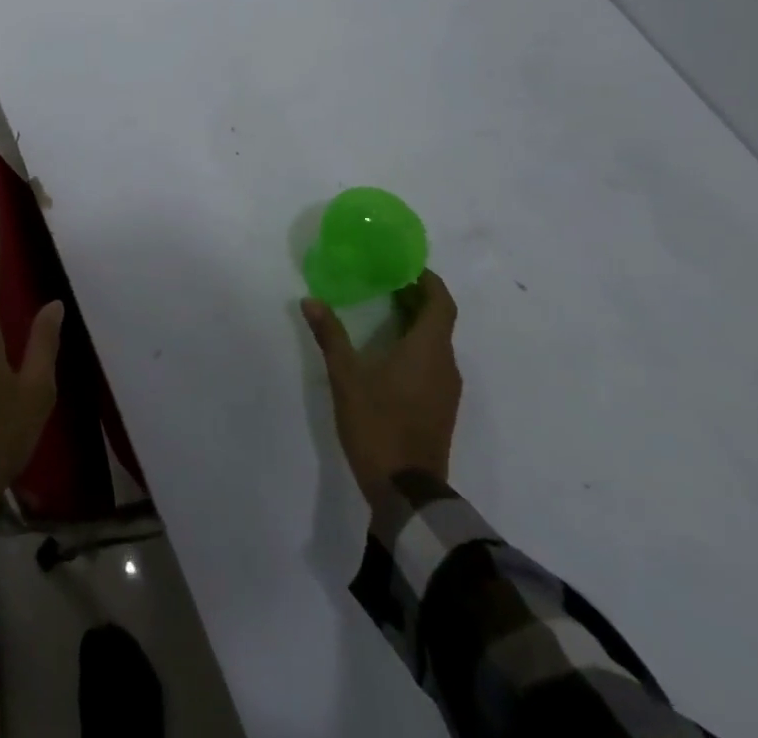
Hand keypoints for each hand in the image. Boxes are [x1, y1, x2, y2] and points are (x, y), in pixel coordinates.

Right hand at [302, 271, 462, 496]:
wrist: (407, 491)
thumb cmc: (378, 424)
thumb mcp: (346, 376)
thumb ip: (330, 335)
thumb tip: (311, 300)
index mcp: (429, 350)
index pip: (441, 302)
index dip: (427, 280)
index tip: (403, 265)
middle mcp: (445, 365)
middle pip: (439, 320)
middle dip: (415, 297)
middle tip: (383, 280)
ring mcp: (445, 389)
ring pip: (436, 342)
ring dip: (415, 321)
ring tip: (381, 308)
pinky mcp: (439, 407)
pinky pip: (433, 362)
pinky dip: (415, 344)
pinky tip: (387, 349)